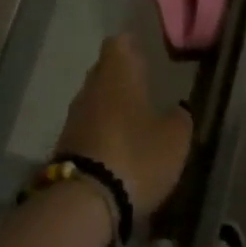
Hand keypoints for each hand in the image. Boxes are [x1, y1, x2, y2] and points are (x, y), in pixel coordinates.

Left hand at [55, 34, 193, 218]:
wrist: (84, 203)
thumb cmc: (136, 155)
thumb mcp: (174, 139)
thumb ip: (180, 118)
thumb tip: (179, 108)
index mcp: (117, 73)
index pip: (118, 43)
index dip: (131, 45)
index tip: (144, 52)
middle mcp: (91, 87)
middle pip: (104, 71)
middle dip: (121, 77)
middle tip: (144, 86)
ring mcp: (74, 117)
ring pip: (95, 100)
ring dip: (111, 107)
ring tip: (134, 120)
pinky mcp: (65, 147)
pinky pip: (87, 128)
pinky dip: (101, 132)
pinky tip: (118, 147)